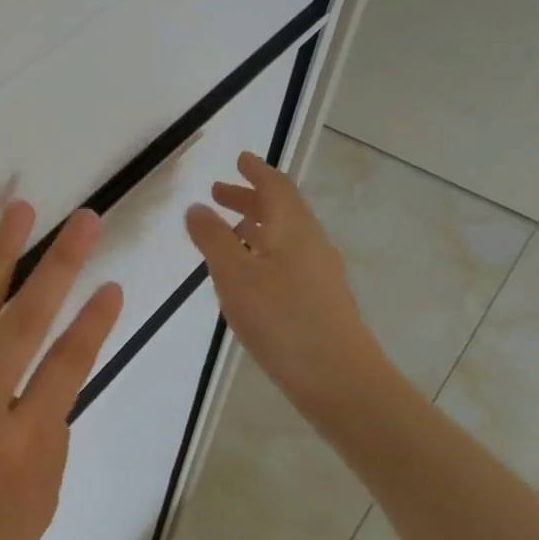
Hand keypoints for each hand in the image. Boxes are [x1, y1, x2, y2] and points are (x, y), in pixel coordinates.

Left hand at [0, 201, 124, 539]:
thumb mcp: (39, 506)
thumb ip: (48, 435)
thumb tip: (49, 378)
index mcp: (25, 446)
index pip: (68, 366)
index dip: (93, 322)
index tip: (112, 283)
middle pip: (26, 322)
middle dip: (59, 265)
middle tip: (82, 220)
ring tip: (18, 211)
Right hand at [185, 152, 386, 412]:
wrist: (340, 380)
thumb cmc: (282, 319)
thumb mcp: (235, 274)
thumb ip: (213, 238)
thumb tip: (197, 207)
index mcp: (293, 228)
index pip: (275, 186)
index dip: (256, 171)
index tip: (240, 159)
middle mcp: (311, 243)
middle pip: (281, 209)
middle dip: (249, 197)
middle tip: (218, 193)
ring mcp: (319, 274)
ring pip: (284, 236)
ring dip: (255, 226)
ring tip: (227, 232)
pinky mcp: (320, 301)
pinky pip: (287, 260)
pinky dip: (263, 252)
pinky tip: (246, 276)